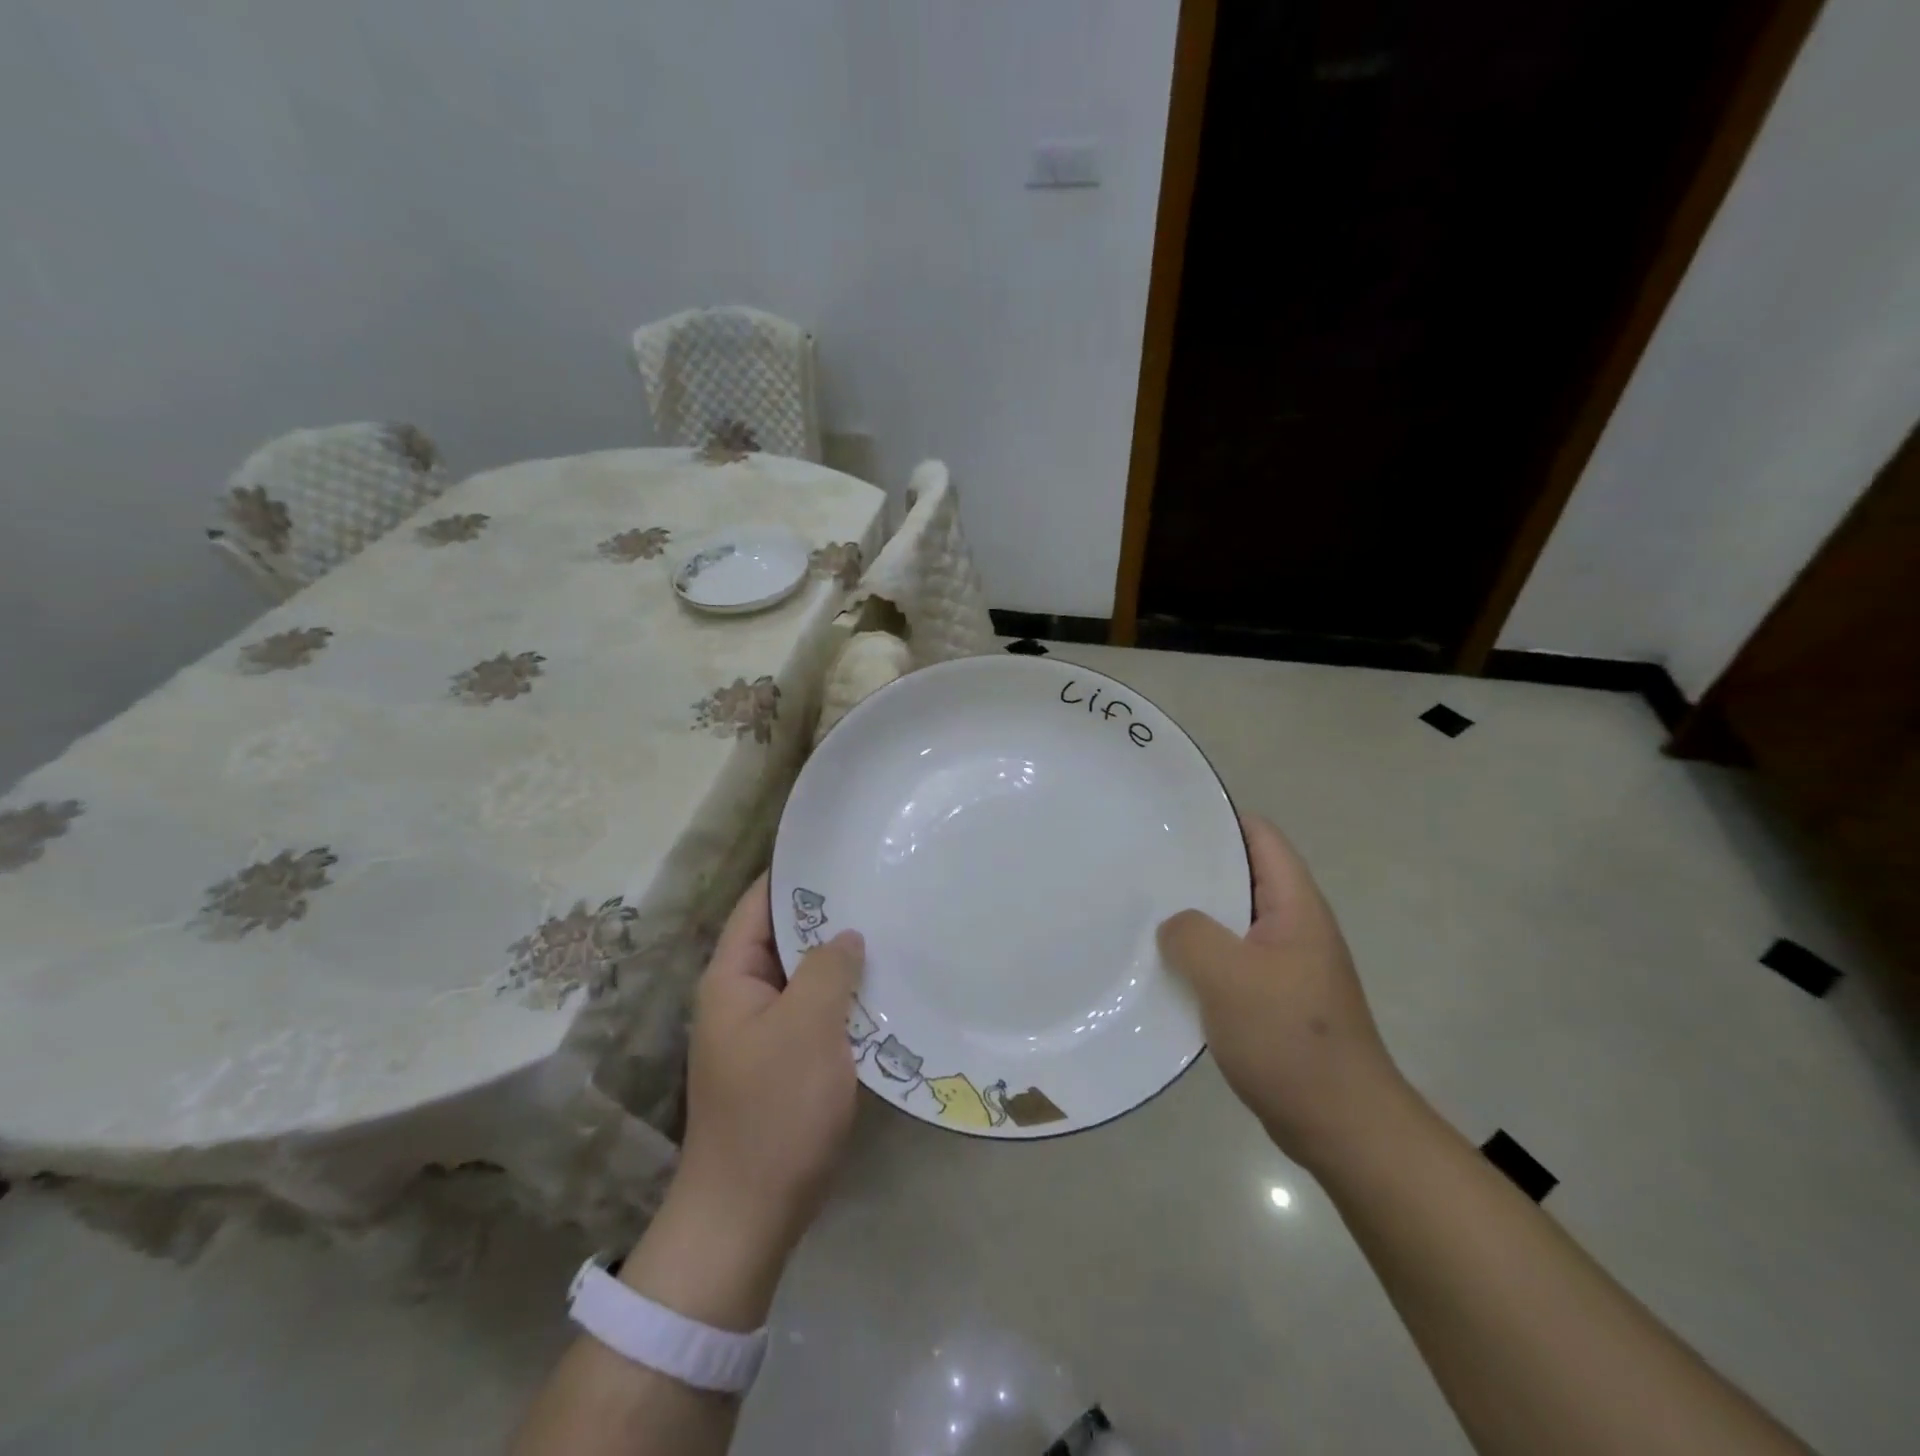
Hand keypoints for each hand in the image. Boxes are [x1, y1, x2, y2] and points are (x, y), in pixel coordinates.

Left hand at [619, 874, 863, 1330]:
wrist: (748, 1216)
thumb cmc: (774, 1111)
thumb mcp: (805, 1028)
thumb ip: (827, 969)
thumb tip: (845, 934)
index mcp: (731, 978)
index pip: (759, 905)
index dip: (794, 874)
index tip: (839, 851)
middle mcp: (742, 997)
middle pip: (784, 938)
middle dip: (827, 914)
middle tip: (878, 886)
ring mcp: (764, 1032)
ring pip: (805, 976)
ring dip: (839, 958)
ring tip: (890, 927)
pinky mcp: (786, 1063)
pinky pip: (816, 1012)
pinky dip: (844, 997)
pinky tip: (882, 987)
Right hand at [1158, 815, 1405, 1172]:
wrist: (1342, 1126)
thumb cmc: (1291, 1040)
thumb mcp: (1230, 976)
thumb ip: (1191, 934)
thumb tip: (1174, 926)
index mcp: (1295, 906)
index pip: (1260, 837)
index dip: (1218, 819)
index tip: (1167, 820)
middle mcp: (1293, 926)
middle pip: (1241, 876)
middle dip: (1194, 868)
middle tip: (1140, 864)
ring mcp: (1283, 965)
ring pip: (1230, 922)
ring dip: (1192, 917)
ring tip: (1141, 911)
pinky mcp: (1271, 1000)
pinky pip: (1228, 961)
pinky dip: (1198, 957)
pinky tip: (1163, 967)